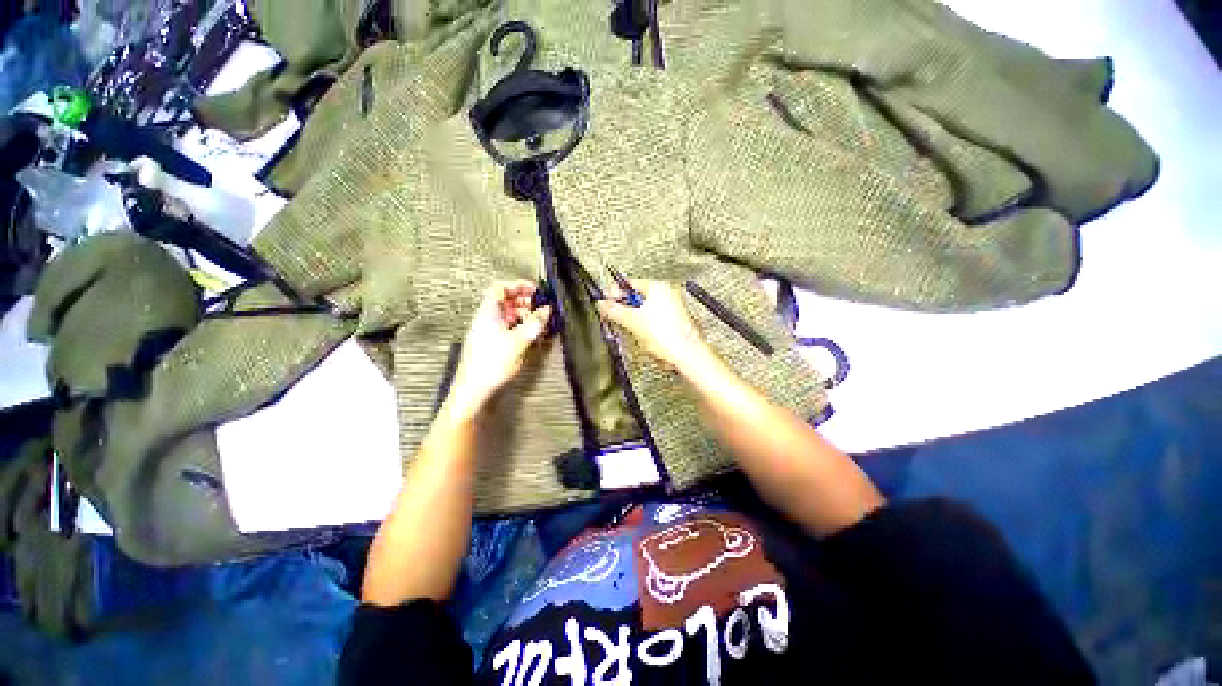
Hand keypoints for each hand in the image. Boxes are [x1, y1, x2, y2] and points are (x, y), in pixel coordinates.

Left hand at [446, 281, 551, 418]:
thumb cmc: (493, 362)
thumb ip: (534, 323)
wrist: (473, 390)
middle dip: (524, 301)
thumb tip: (547, 309)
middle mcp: (486, 319)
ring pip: (507, 316)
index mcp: (488, 312)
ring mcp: (487, 332)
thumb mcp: (519, 341)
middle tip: (541, 307)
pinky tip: (531, 336)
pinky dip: (519, 327)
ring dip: (524, 315)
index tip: (535, 290)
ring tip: (539, 322)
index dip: (518, 286)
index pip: (500, 288)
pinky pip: (506, 328)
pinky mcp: (490, 345)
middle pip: (505, 301)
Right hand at [595, 280, 711, 373]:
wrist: (686, 355)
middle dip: (625, 309)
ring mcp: (673, 308)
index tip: (604, 302)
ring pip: (645, 311)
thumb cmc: (666, 336)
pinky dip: (647, 328)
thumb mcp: (632, 321)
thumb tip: (601, 304)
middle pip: (637, 298)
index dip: (615, 293)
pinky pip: (655, 321)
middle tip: (615, 318)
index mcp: (658, 287)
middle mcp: (667, 294)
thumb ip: (614, 311)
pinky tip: (646, 339)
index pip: (629, 283)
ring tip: (634, 332)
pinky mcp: (676, 322)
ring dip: (635, 321)